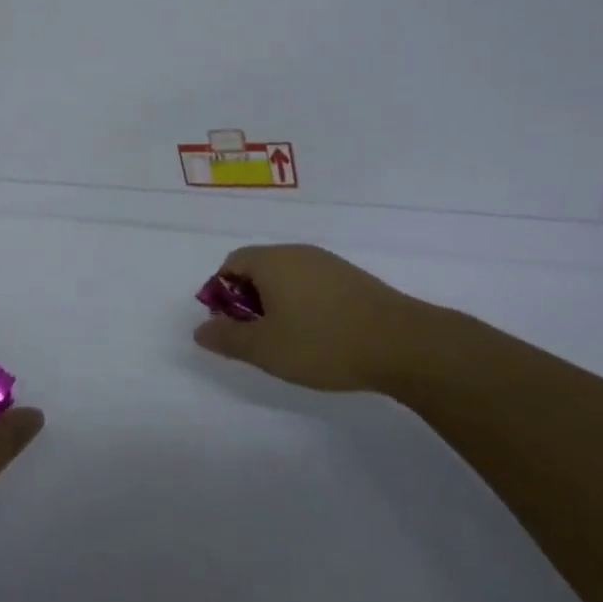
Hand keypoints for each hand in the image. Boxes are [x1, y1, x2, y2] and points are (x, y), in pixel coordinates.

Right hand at [193, 244, 454, 392]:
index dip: (220, 293)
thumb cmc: (323, 342)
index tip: (228, 326)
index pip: (231, 263)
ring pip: (287, 277)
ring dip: (276, 303)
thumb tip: (200, 330)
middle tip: (255, 337)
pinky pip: (312, 284)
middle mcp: (297, 253)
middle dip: (248, 299)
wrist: (402, 343)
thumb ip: (227, 338)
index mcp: (271, 261)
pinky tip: (318, 335)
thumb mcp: (266, 348)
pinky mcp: (352, 279)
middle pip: (259, 267)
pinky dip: (303, 304)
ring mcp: (328, 263)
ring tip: (286, 340)